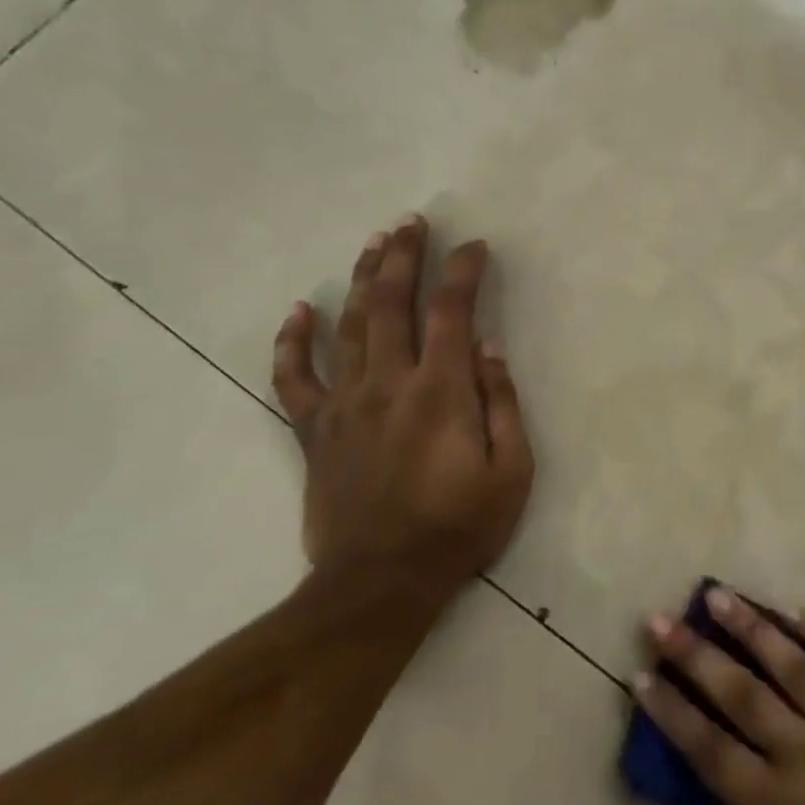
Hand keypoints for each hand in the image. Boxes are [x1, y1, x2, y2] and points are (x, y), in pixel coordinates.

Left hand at [270, 214, 533, 600]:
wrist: (381, 582)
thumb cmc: (459, 527)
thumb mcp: (511, 471)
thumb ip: (502, 404)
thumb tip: (489, 348)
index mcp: (440, 392)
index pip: (453, 312)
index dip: (464, 272)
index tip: (475, 246)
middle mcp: (388, 384)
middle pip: (391, 304)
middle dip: (404, 257)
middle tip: (413, 222)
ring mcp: (344, 405)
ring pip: (347, 326)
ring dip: (361, 279)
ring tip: (374, 243)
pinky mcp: (314, 430)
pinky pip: (294, 377)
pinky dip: (293, 341)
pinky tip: (300, 309)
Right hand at [637, 589, 804, 804]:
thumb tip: (727, 796)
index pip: (710, 750)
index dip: (673, 712)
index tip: (644, 677)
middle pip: (740, 694)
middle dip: (695, 655)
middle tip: (662, 619)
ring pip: (790, 663)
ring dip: (751, 628)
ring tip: (720, 595)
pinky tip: (798, 610)